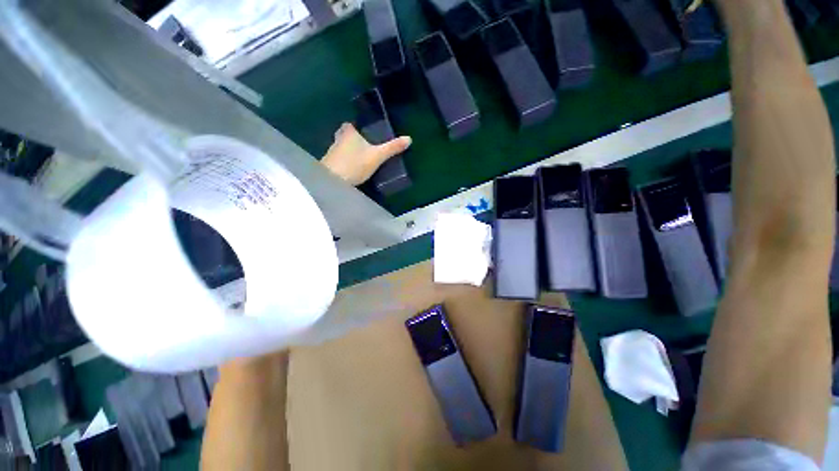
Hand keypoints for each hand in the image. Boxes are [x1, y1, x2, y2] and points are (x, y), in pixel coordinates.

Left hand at [321, 123, 411, 185]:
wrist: (333, 180)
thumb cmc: (355, 164)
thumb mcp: (377, 156)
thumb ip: (392, 148)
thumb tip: (409, 138)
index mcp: (349, 133)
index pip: (349, 125)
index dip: (355, 128)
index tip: (362, 134)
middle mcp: (338, 139)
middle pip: (343, 135)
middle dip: (351, 140)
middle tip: (362, 147)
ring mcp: (331, 152)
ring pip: (340, 148)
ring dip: (347, 152)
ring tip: (360, 160)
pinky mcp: (329, 164)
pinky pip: (338, 159)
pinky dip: (344, 162)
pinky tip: (351, 170)